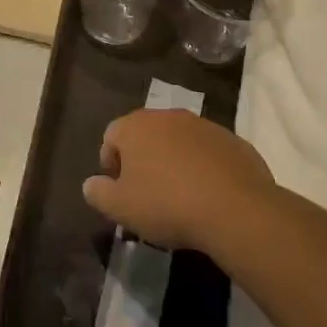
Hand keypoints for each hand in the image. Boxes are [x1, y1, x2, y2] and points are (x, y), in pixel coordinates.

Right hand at [82, 109, 274, 250]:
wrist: (236, 210)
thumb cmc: (167, 205)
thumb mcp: (120, 208)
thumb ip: (98, 193)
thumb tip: (91, 184)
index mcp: (135, 126)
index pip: (111, 137)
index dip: (111, 164)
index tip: (120, 191)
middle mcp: (167, 116)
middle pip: (146, 135)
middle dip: (143, 160)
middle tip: (148, 193)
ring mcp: (204, 125)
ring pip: (178, 141)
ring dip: (174, 161)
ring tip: (180, 196)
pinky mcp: (233, 141)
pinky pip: (208, 152)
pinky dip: (204, 167)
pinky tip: (208, 195)